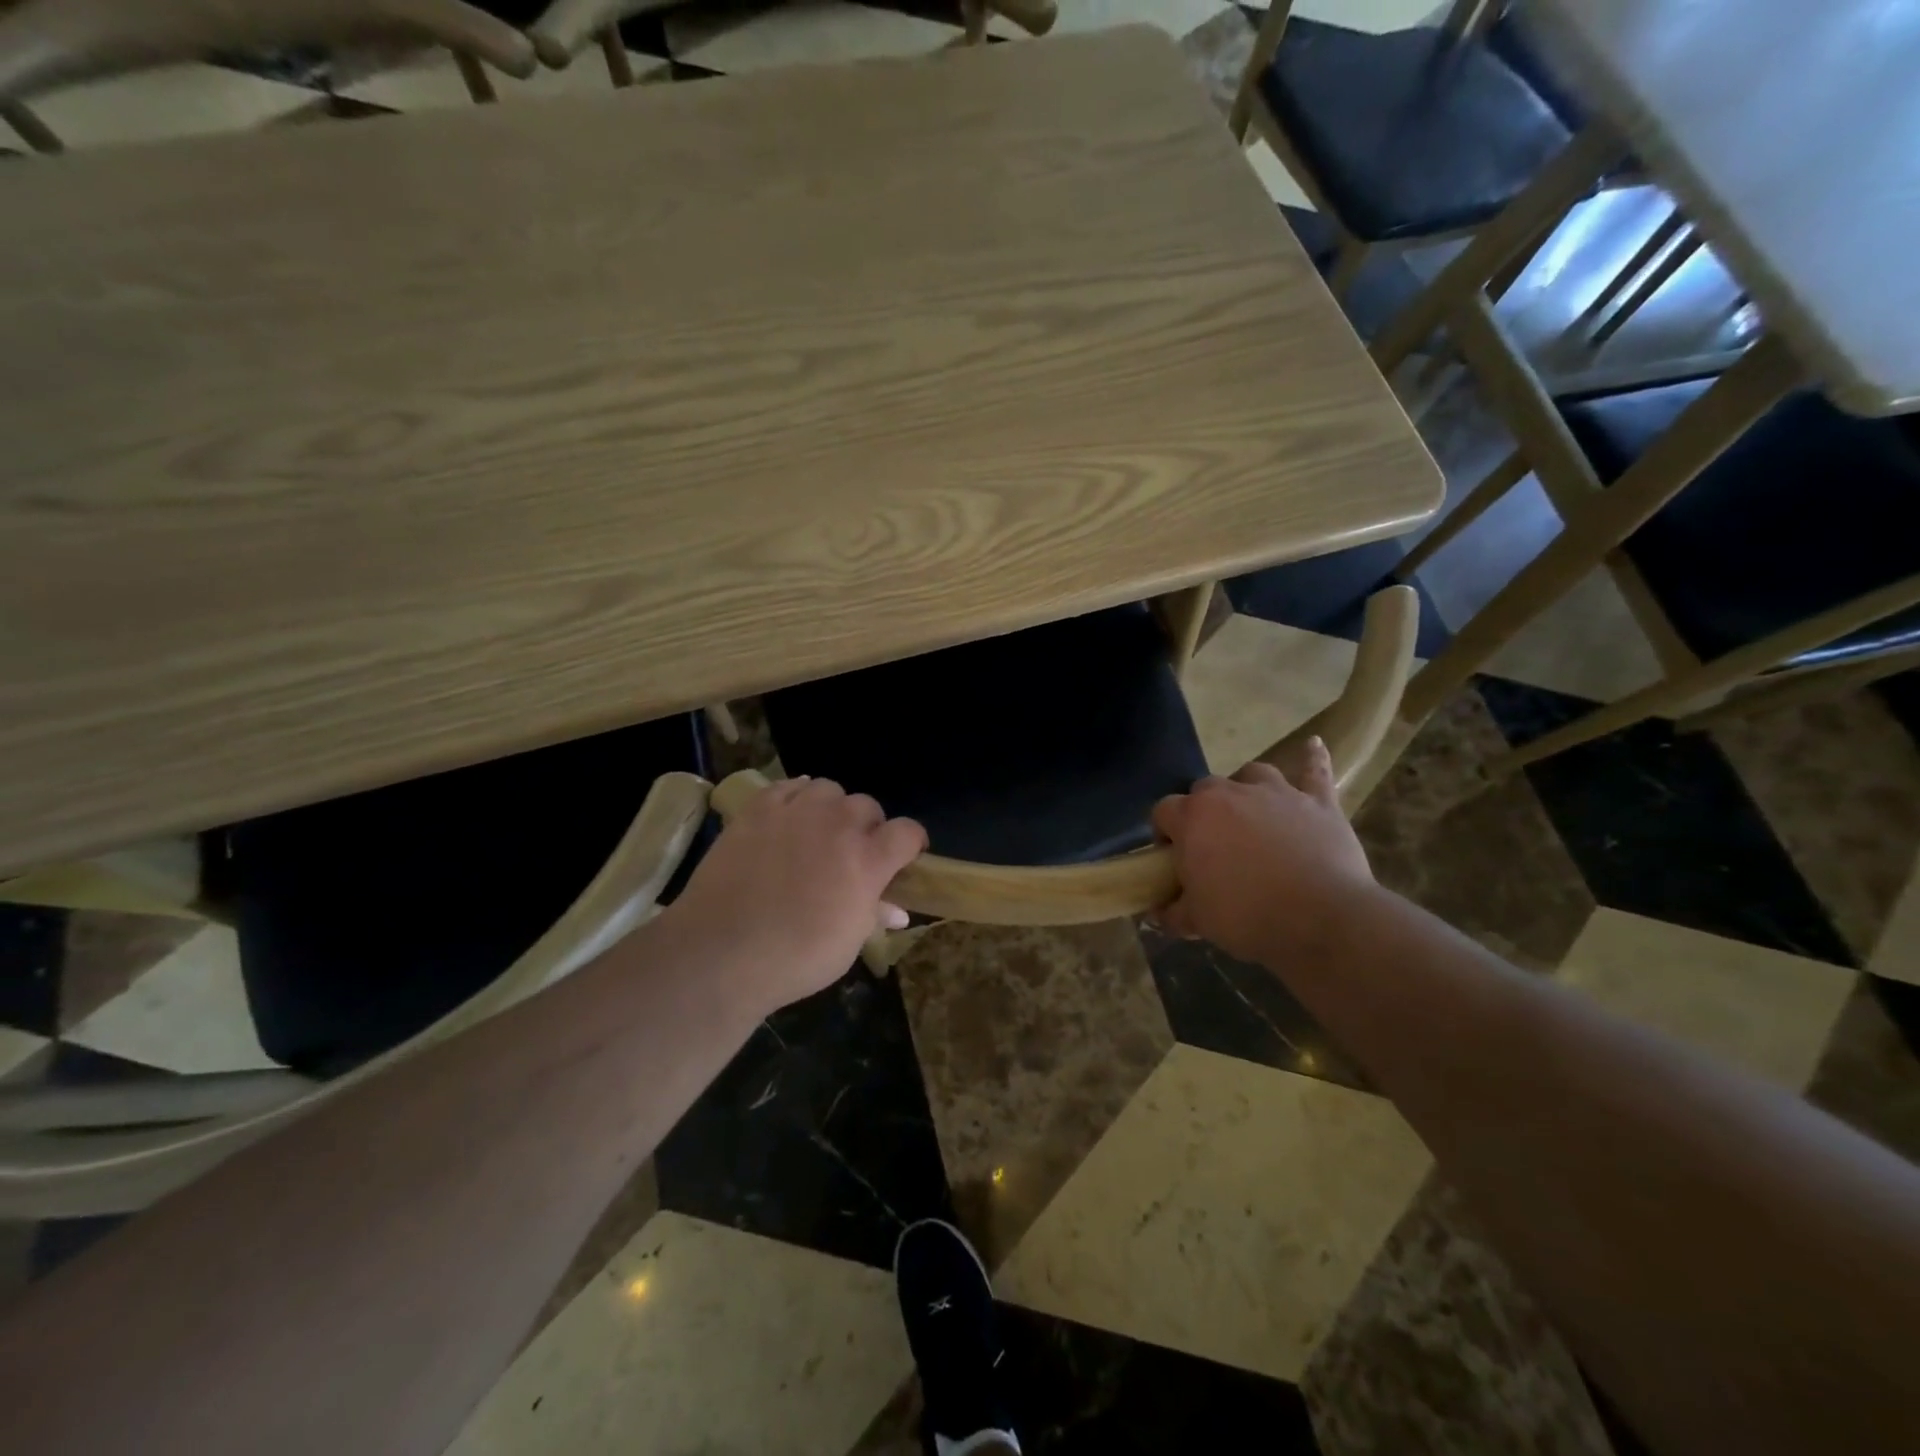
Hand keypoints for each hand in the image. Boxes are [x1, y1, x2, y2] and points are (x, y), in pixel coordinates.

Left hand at [660, 776, 926, 1017]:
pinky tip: (789, 816)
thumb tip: (896, 910)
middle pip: (867, 806)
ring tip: (818, 831)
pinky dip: (795, 797)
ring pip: (828, 789)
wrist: (720, 952)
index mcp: (868, 860)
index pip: (908, 832)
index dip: (911, 844)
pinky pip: (787, 786)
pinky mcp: (758, 809)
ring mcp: (795, 812)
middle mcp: (838, 825)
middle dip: (868, 827)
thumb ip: (873, 916)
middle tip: (852, 854)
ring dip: (831, 808)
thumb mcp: (847, 945)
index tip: (904, 859)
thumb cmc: (794, 959)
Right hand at [1149, 738, 1373, 962]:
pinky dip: (1314, 759)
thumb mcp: (1197, 921)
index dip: (1165, 833)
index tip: (1174, 858)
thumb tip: (1158, 912)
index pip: (1164, 811)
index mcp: (1193, 818)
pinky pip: (1315, 772)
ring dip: (1246, 788)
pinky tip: (1314, 744)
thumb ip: (1173, 912)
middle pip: (1205, 789)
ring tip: (1250, 810)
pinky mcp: (1318, 802)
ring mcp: (1277, 793)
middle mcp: (1230, 793)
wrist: (1321, 918)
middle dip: (1203, 812)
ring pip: (1252, 774)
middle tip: (1213, 846)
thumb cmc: (1247, 915)